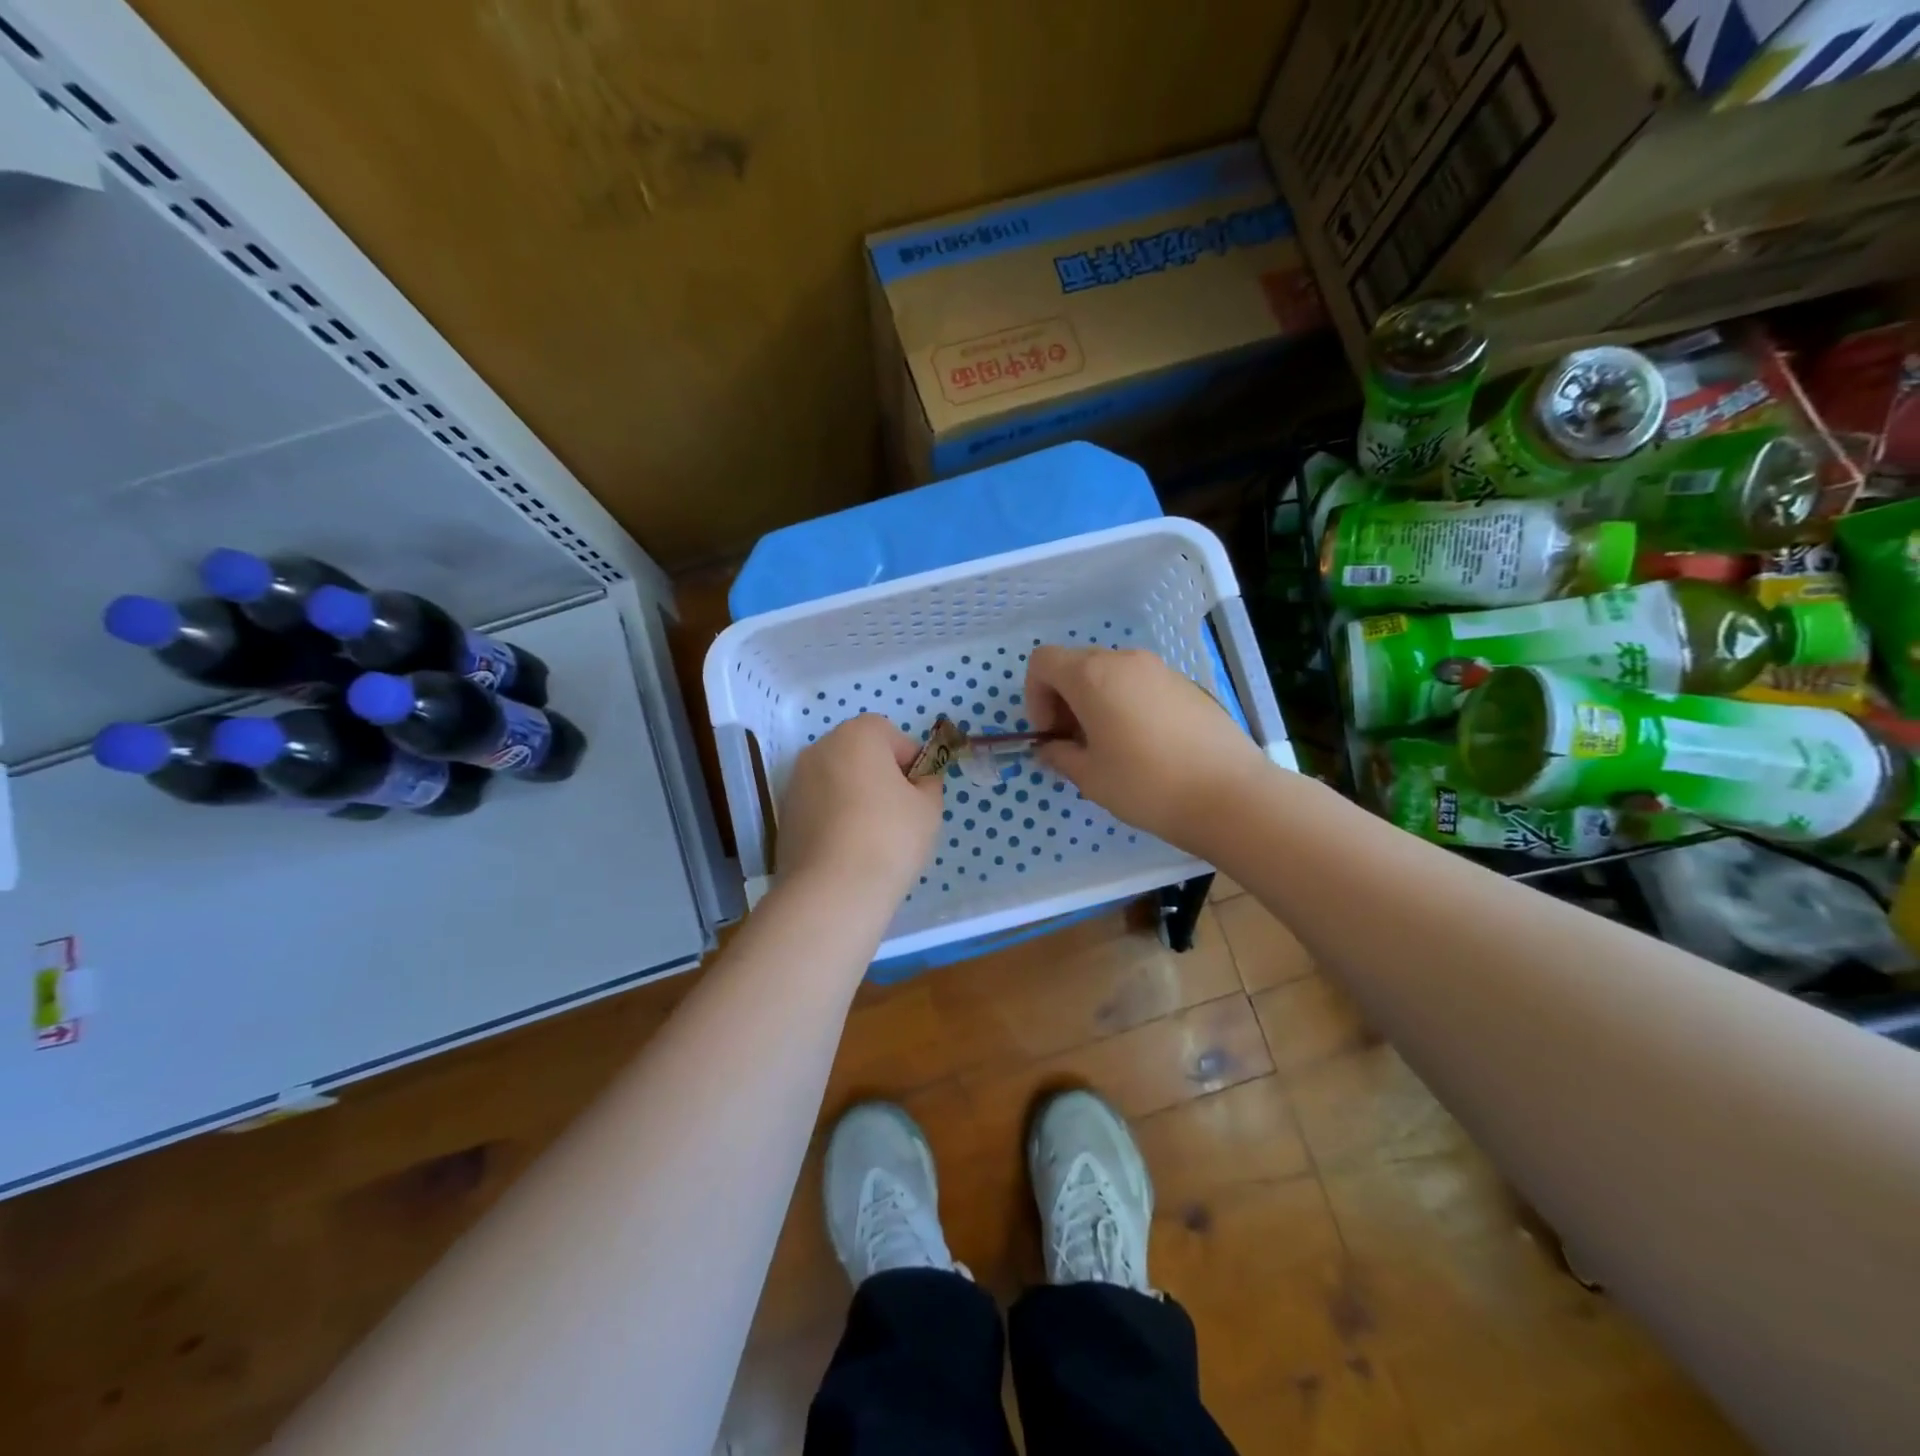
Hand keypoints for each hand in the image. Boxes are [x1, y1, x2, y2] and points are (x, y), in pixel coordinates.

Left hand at [776, 714, 942, 904]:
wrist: (833, 890)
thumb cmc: (890, 837)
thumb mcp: (929, 808)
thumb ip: (928, 784)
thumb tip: (918, 783)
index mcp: (857, 735)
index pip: (891, 735)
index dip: (910, 762)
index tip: (917, 794)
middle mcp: (820, 749)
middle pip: (859, 754)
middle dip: (879, 776)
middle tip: (897, 814)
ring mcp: (795, 782)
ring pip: (837, 781)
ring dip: (854, 797)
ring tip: (871, 837)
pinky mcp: (784, 815)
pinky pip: (819, 807)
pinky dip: (834, 819)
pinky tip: (847, 850)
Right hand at [1024, 646, 1269, 850]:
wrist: (1230, 795)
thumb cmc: (1147, 785)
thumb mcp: (1090, 777)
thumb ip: (1059, 755)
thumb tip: (1049, 747)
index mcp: (1093, 676)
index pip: (1043, 662)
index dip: (1035, 695)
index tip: (1050, 733)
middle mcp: (1125, 661)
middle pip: (1076, 664)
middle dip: (1064, 699)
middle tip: (1074, 743)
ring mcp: (1160, 670)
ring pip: (1110, 674)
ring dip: (1095, 702)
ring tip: (1109, 747)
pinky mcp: (1186, 685)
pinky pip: (1140, 685)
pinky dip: (1126, 704)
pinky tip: (1144, 746)